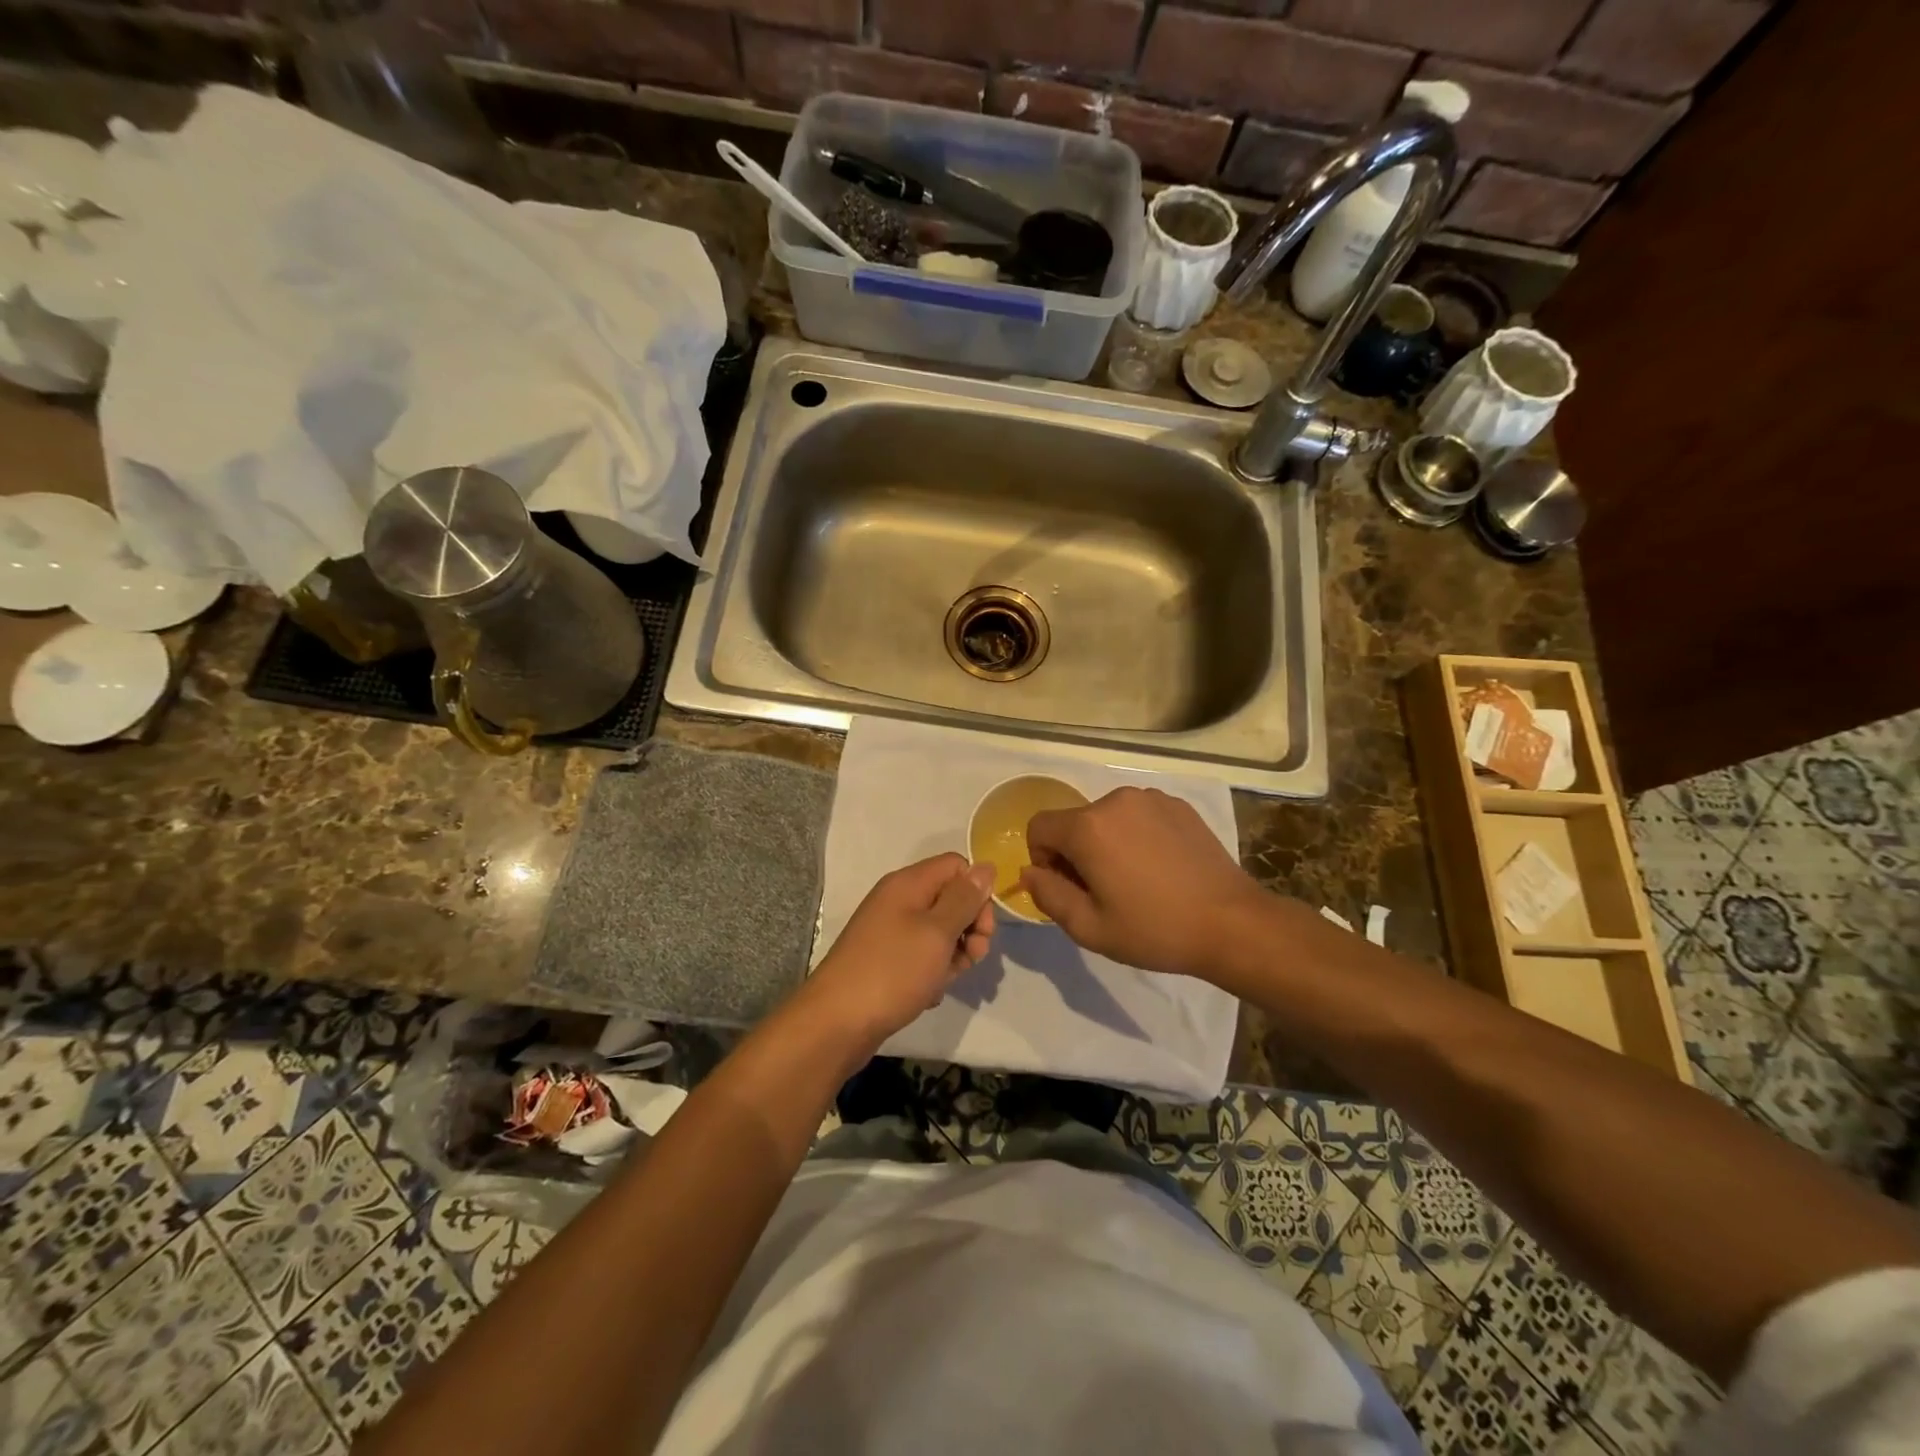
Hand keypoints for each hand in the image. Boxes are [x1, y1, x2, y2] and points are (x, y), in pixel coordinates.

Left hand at [802, 853, 995, 1049]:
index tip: (982, 928)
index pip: (957, 867)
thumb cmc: (892, 971)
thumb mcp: (937, 932)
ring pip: (939, 932)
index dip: (976, 893)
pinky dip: (932, 973)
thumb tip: (985, 867)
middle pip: (950, 899)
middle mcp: (898, 900)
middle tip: (972, 958)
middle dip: (970, 928)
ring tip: (944, 981)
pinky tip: (928, 994)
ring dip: (953, 955)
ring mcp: (889, 931)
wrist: (836, 1023)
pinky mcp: (886, 960)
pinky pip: (921, 956)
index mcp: (908, 884)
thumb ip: (964, 899)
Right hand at [1020, 787, 1267, 977]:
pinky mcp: (1179, 806)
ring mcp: (1151, 798)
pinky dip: (1137, 836)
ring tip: (1136, 881)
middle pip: (1074, 822)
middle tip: (1104, 892)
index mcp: (1088, 827)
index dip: (1043, 859)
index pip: (1039, 827)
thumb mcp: (1089, 927)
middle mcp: (1116, 800)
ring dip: (1107, 843)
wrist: (1232, 924)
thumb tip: (1030, 871)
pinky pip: (1139, 815)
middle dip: (1076, 853)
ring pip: (1107, 818)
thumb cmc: (1154, 929)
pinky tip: (1162, 869)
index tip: (1068, 888)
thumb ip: (1047, 895)